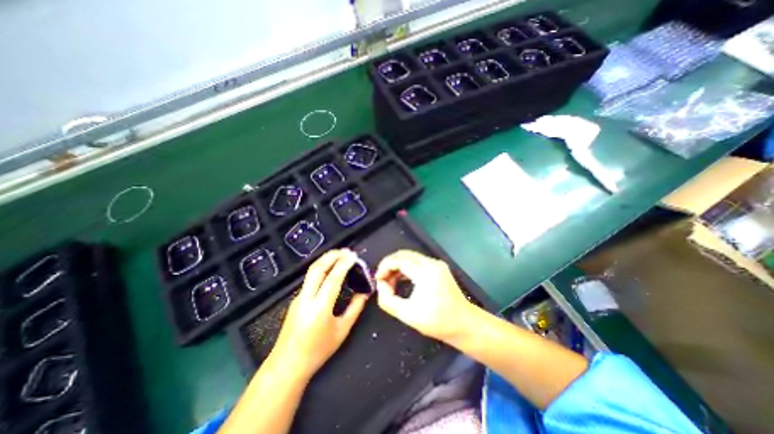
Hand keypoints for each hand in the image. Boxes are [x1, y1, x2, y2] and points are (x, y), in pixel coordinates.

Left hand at [272, 249, 367, 380]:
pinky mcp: (296, 299)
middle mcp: (306, 298)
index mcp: (320, 308)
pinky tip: (330, 269)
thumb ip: (355, 308)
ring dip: (326, 260)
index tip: (353, 256)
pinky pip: (310, 278)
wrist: (287, 365)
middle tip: (346, 251)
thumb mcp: (342, 330)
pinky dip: (322, 268)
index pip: (333, 278)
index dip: (344, 264)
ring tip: (340, 255)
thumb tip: (365, 292)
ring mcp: (299, 297)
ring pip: (311, 271)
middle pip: (317, 268)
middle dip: (332, 255)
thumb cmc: (318, 350)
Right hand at [374, 248, 478, 344]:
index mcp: (425, 272)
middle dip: (389, 264)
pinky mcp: (438, 268)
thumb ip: (388, 300)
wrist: (464, 324)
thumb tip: (381, 286)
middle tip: (381, 279)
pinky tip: (400, 280)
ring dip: (397, 266)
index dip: (384, 266)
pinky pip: (417, 262)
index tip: (377, 279)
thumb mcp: (408, 314)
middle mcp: (431, 263)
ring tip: (389, 281)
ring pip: (410, 257)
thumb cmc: (438, 321)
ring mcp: (436, 264)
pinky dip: (406, 268)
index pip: (399, 259)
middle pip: (404, 254)